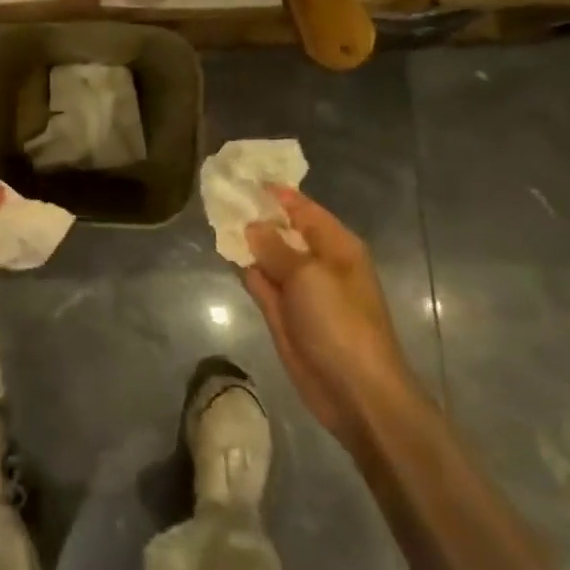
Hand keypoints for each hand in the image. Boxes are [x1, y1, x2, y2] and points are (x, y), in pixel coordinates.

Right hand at [242, 185, 419, 441]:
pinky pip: (259, 280)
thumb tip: (252, 225)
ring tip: (214, 214)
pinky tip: (222, 250)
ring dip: (245, 239)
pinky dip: (243, 266)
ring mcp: (298, 289)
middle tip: (219, 192)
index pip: (302, 207)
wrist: (355, 393)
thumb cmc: (341, 324)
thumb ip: (275, 246)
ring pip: (267, 254)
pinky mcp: (282, 313)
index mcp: (336, 246)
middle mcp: (317, 262)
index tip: (242, 175)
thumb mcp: (308, 276)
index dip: (274, 192)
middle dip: (254, 213)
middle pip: (281, 229)